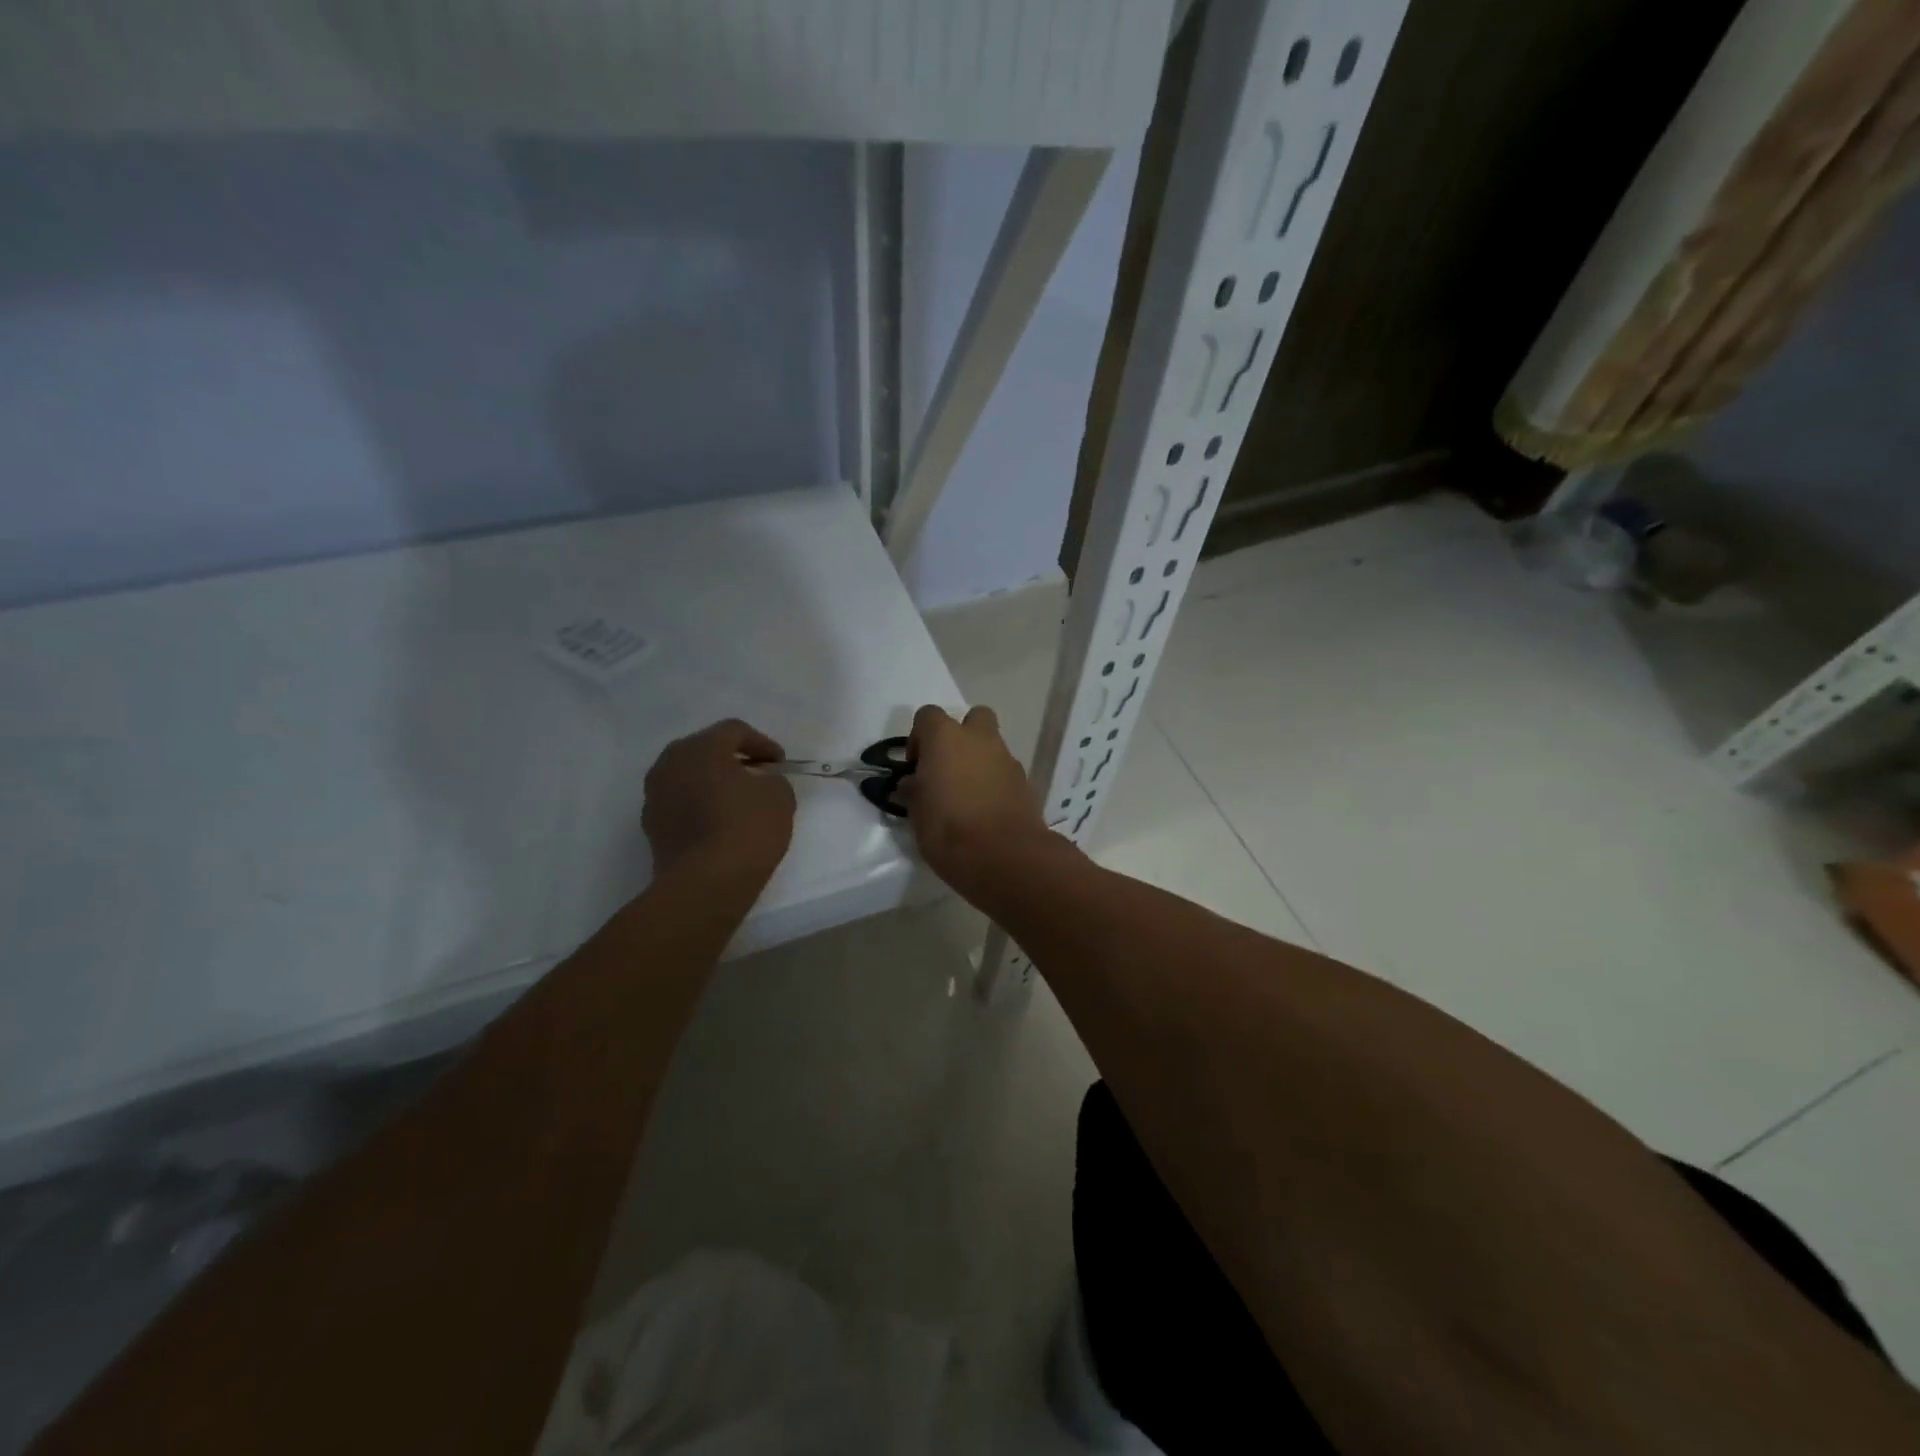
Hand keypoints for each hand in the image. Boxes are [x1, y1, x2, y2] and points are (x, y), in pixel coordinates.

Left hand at [643, 719, 794, 885]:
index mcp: (701, 747)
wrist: (705, 882)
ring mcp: (655, 794)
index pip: (734, 731)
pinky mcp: (651, 825)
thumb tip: (759, 783)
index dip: (762, 743)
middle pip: (705, 749)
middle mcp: (671, 762)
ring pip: (688, 776)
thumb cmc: (747, 828)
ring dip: (712, 781)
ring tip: (736, 800)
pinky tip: (718, 823)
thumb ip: (771, 780)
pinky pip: (679, 802)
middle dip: (732, 759)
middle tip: (757, 775)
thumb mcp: (779, 796)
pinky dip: (698, 804)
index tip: (780, 764)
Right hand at [896, 705, 1050, 894]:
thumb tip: (912, 784)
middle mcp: (979, 739)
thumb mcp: (917, 814)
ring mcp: (1007, 758)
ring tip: (967, 795)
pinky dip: (996, 781)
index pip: (928, 715)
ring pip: (992, 745)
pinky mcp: (1025, 781)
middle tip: (948, 767)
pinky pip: (1006, 770)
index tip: (916, 766)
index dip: (919, 737)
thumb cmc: (949, 831)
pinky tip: (986, 809)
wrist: (1005, 856)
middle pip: (973, 718)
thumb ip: (913, 792)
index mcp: (945, 738)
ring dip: (979, 760)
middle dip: (961, 735)